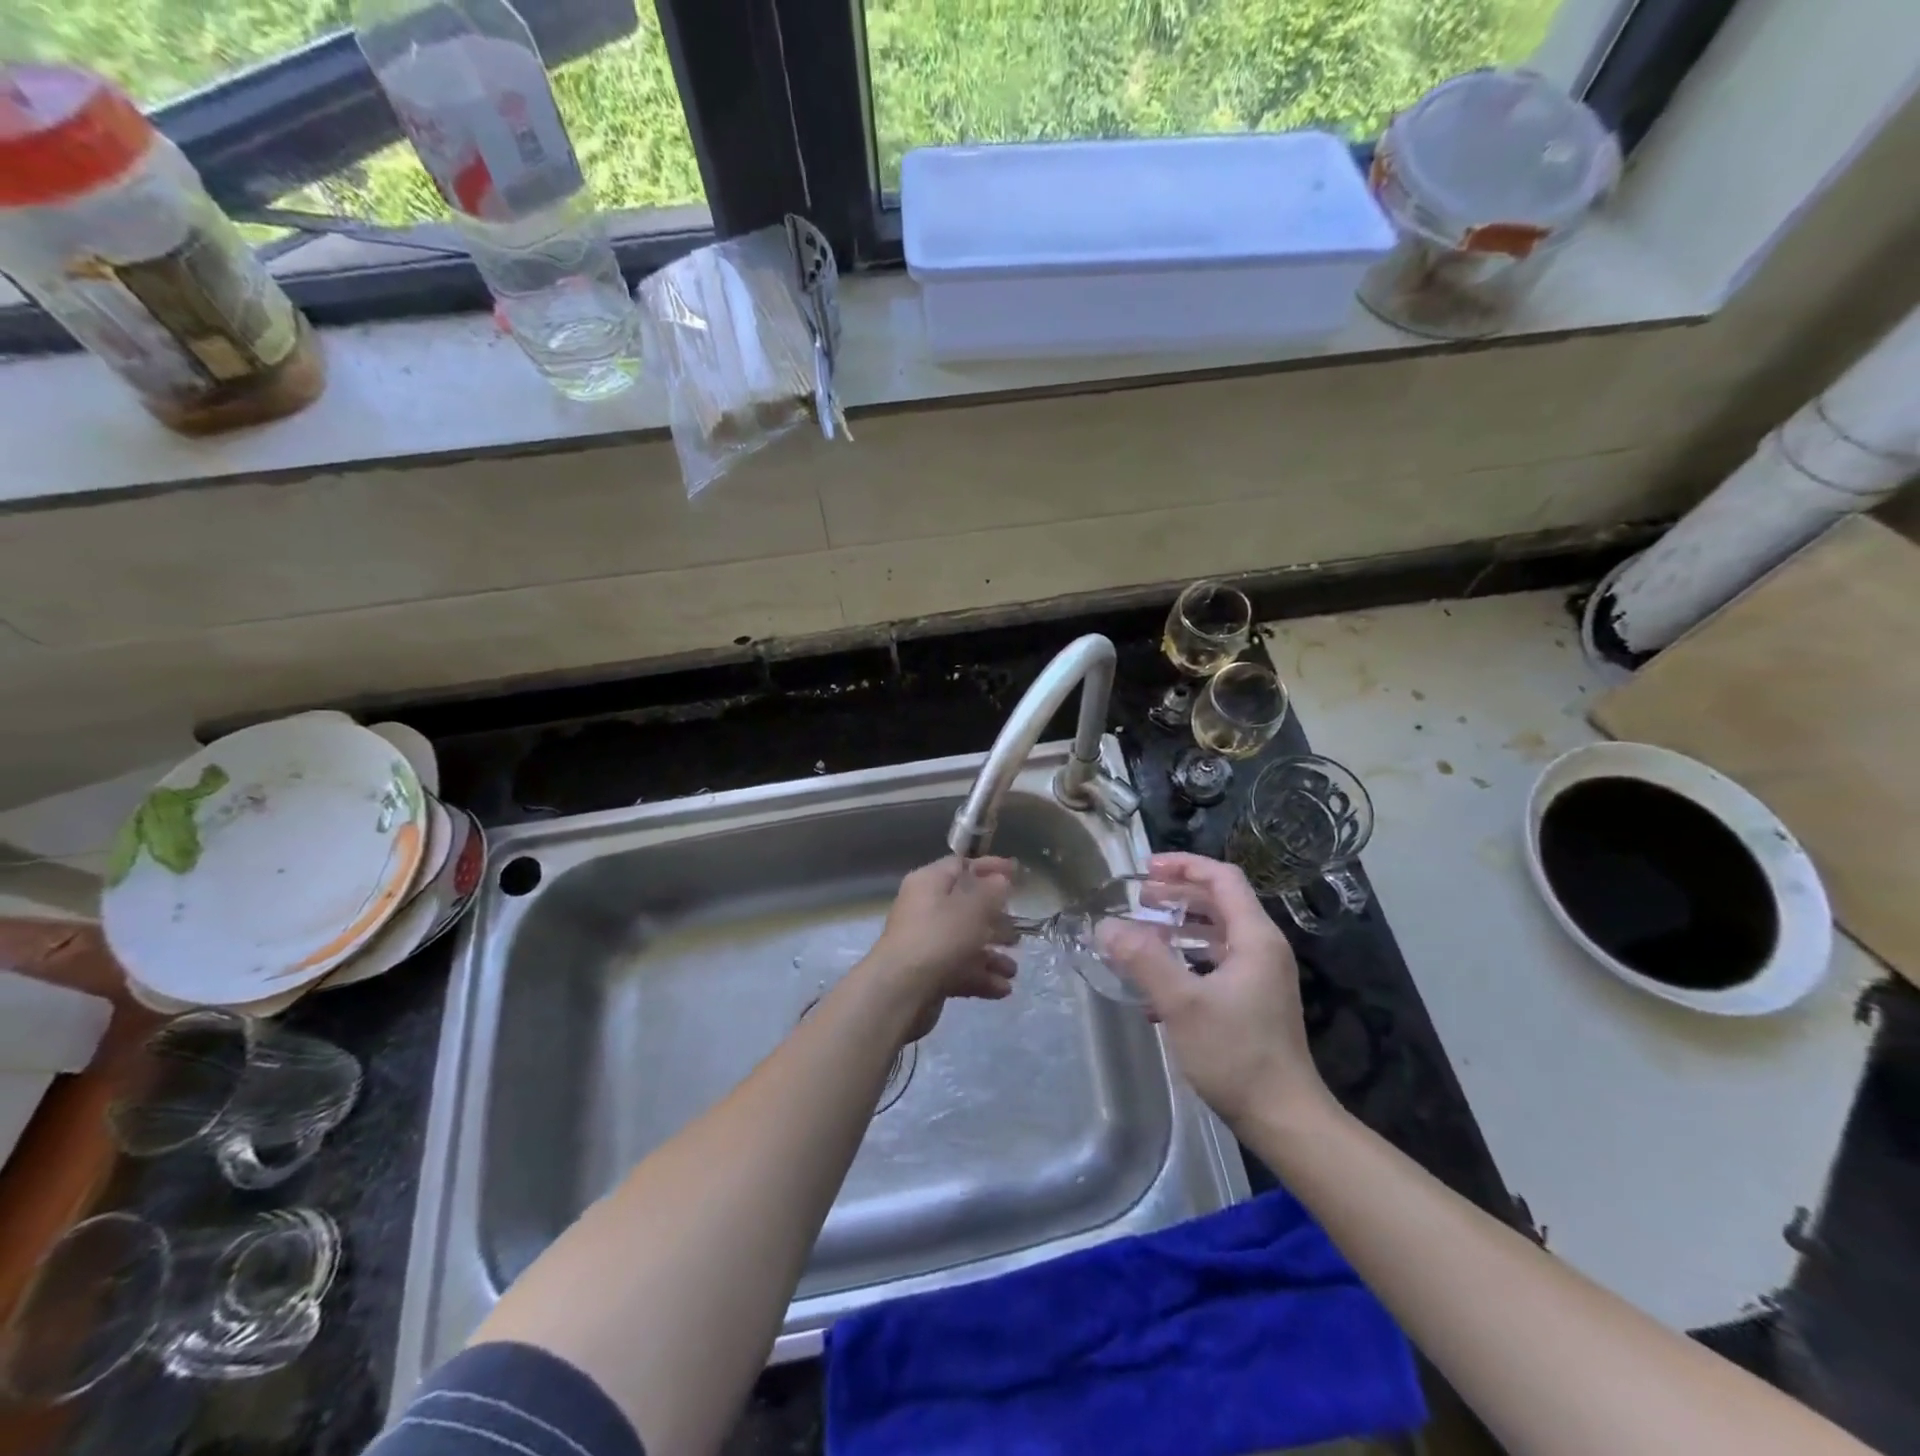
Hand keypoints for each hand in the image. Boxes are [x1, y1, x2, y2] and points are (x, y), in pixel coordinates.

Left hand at [865, 856, 1017, 1041]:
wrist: (902, 991)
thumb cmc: (940, 936)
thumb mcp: (973, 906)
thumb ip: (992, 890)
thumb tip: (999, 880)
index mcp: (929, 882)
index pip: (961, 865)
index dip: (989, 867)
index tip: (1017, 874)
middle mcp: (924, 909)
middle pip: (965, 906)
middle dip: (995, 919)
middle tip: (1018, 928)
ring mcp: (926, 943)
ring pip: (965, 942)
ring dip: (992, 954)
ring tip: (1012, 969)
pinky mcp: (928, 974)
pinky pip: (960, 969)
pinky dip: (981, 977)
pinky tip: (1003, 989)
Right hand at [1094, 852, 1328, 1127]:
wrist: (1284, 1118)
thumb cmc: (1236, 1054)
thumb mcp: (1182, 1004)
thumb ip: (1143, 959)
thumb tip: (1105, 926)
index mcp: (1255, 938)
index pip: (1222, 878)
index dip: (1184, 866)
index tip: (1145, 870)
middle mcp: (1262, 949)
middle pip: (1219, 901)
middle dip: (1177, 893)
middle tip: (1138, 898)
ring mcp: (1259, 976)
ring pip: (1216, 933)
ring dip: (1179, 925)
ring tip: (1142, 931)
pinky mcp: (1252, 1000)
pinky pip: (1216, 961)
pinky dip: (1186, 957)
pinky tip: (1156, 980)